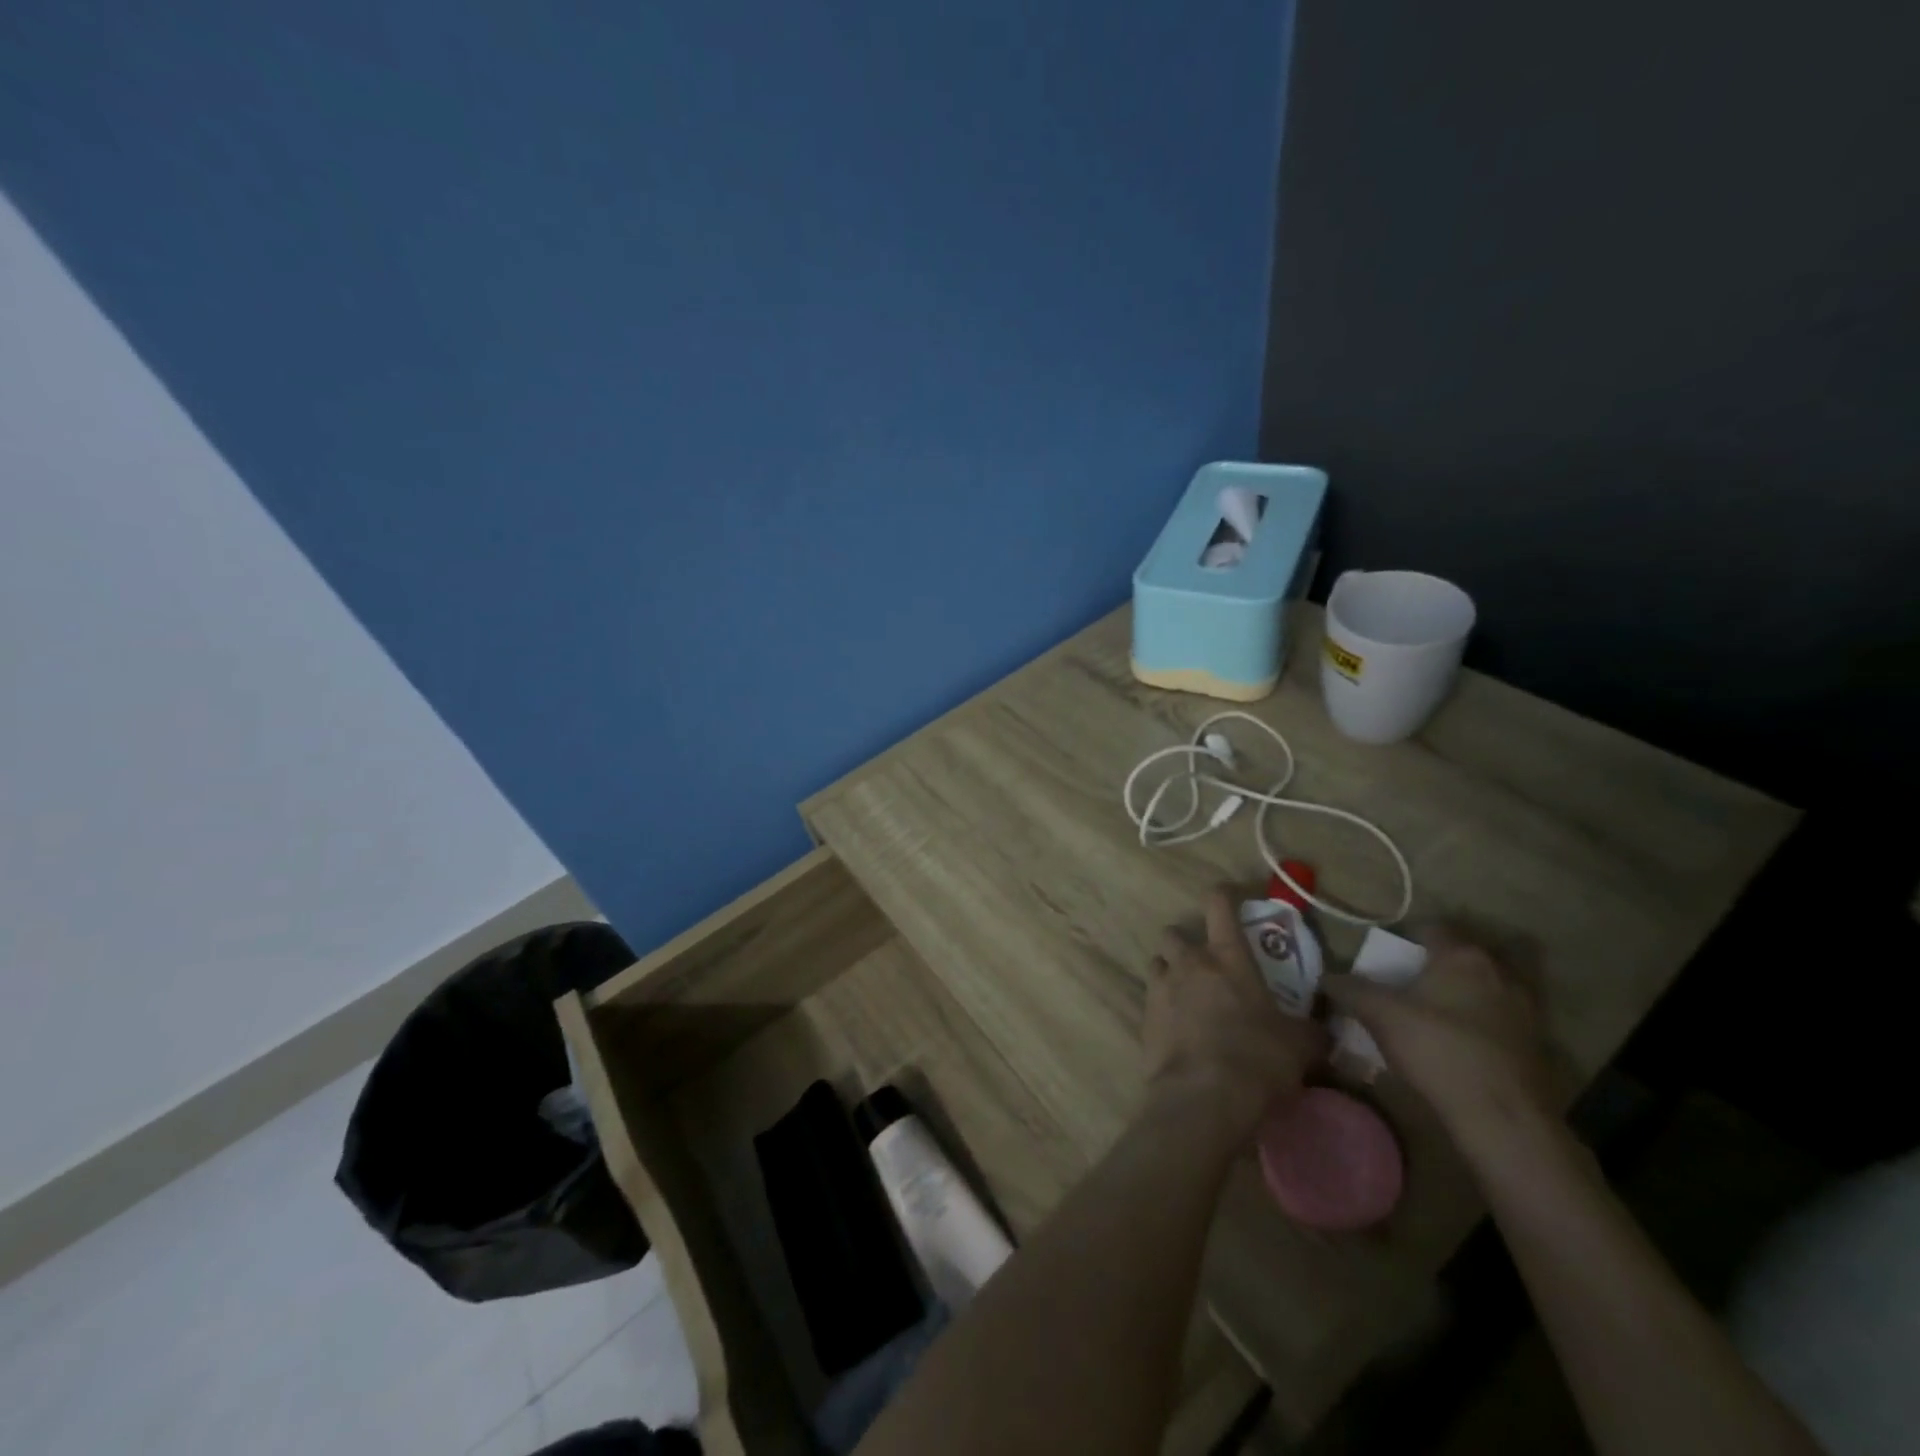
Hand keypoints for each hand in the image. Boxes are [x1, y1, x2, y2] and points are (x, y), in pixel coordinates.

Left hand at [1143, 890, 1326, 1142]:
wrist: (1202, 1097)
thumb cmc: (1257, 1060)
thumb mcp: (1299, 1046)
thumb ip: (1310, 1030)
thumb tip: (1323, 1029)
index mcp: (1227, 956)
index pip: (1218, 903)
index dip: (1224, 894)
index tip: (1231, 897)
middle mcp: (1189, 962)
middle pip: (1175, 932)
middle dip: (1187, 942)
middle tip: (1207, 964)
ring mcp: (1161, 986)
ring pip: (1158, 961)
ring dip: (1170, 970)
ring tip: (1188, 993)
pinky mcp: (1144, 1015)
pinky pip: (1151, 996)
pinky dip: (1162, 1003)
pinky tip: (1178, 1026)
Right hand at [1322, 925, 1557, 1143]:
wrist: (1502, 1117)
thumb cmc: (1437, 1049)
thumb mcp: (1379, 1015)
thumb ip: (1350, 989)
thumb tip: (1326, 976)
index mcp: (1462, 956)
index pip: (1432, 928)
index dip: (1408, 939)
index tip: (1390, 959)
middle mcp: (1500, 972)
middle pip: (1465, 955)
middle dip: (1442, 964)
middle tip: (1415, 983)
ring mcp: (1526, 1009)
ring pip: (1491, 987)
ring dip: (1470, 993)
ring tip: (1441, 1013)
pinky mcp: (1538, 1044)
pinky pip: (1505, 1019)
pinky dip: (1486, 1022)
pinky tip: (1466, 1043)